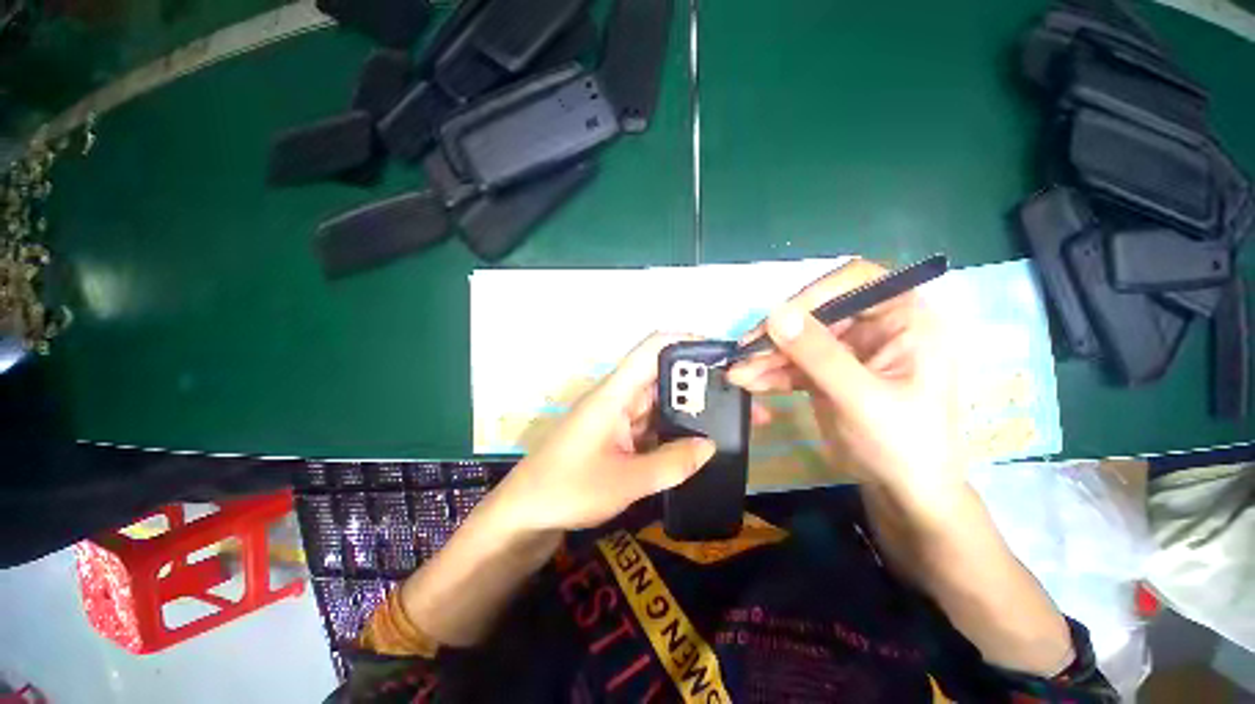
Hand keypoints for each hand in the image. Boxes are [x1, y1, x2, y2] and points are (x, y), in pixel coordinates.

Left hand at [492, 333, 717, 532]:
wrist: (525, 514)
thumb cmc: (568, 490)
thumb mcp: (625, 482)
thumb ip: (671, 464)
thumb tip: (711, 445)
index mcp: (615, 393)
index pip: (653, 348)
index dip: (687, 342)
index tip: (723, 356)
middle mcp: (619, 397)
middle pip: (664, 375)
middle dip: (701, 382)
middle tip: (740, 397)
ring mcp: (619, 416)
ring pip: (661, 401)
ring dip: (691, 408)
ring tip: (731, 419)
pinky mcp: (619, 435)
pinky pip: (653, 424)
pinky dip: (675, 429)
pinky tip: (699, 441)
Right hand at [727, 259, 965, 508]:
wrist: (903, 490)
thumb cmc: (903, 444)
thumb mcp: (862, 399)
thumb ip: (819, 356)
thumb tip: (776, 315)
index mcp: (904, 319)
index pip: (857, 280)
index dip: (816, 292)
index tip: (781, 317)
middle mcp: (874, 326)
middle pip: (815, 312)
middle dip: (778, 334)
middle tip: (744, 352)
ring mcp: (846, 350)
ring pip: (797, 339)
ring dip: (766, 356)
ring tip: (737, 374)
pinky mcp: (825, 371)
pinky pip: (792, 363)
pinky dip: (769, 372)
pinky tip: (748, 382)